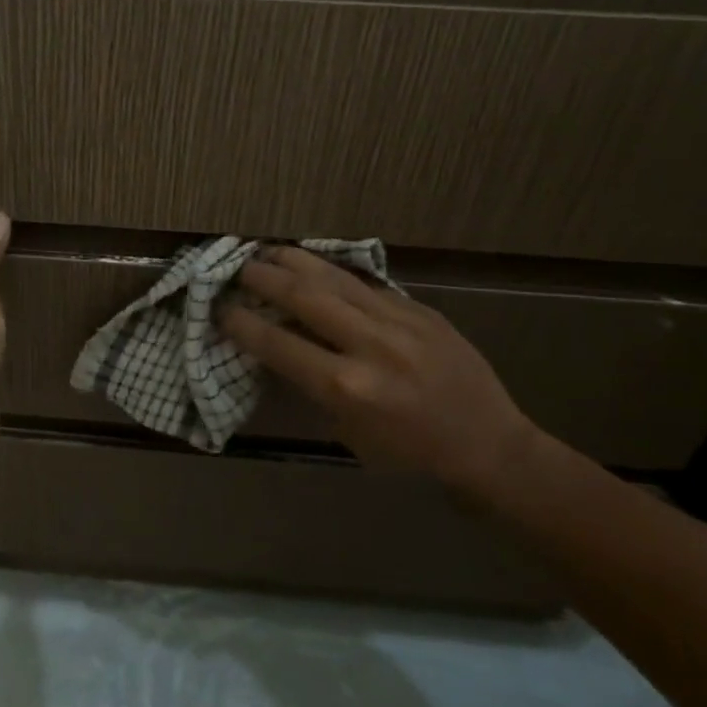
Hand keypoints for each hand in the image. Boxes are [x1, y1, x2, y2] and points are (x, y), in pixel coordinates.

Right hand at [220, 247, 539, 493]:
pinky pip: (367, 284)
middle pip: (303, 297)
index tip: (219, 309)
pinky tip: (316, 265)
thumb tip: (278, 346)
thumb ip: (312, 385)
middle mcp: (369, 346)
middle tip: (239, 267)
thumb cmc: (407, 455)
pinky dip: (334, 273)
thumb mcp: (347, 430)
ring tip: (268, 251)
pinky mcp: (420, 310)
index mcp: (345, 386)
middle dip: (263, 278)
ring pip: (335, 278)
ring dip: (296, 261)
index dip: (242, 323)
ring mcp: (399, 322)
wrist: (487, 446)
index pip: (278, 343)